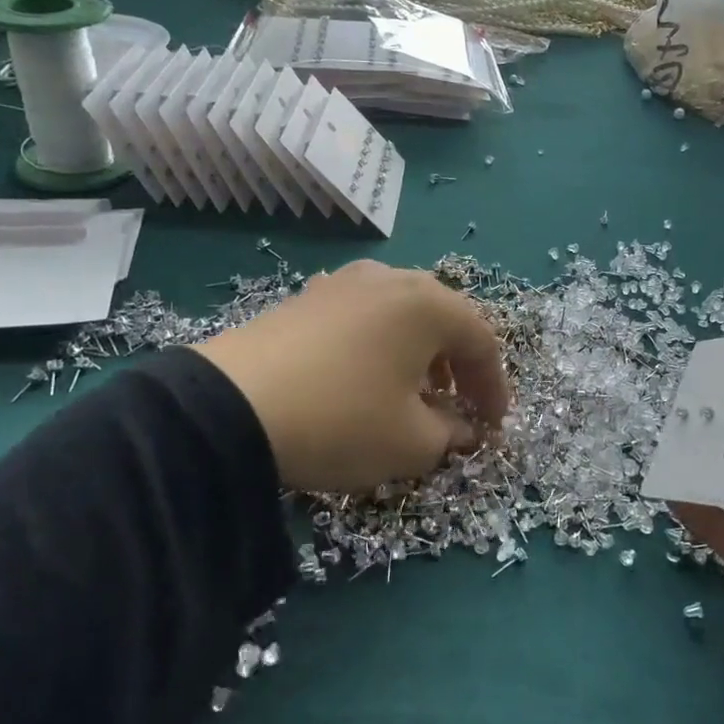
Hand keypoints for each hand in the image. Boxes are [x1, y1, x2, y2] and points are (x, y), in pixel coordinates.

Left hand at [195, 261, 508, 493]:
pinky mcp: (306, 298)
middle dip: (459, 367)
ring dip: (419, 355)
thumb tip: (463, 430)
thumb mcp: (411, 443)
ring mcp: (343, 284)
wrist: (228, 407)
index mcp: (428, 304)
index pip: (482, 341)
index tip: (493, 426)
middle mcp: (390, 279)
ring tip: (413, 393)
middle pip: (444, 320)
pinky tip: (365, 379)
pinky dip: (380, 347)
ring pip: (401, 316)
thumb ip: (451, 434)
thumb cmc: (342, 420)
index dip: (494, 387)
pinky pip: (363, 319)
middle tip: (459, 406)